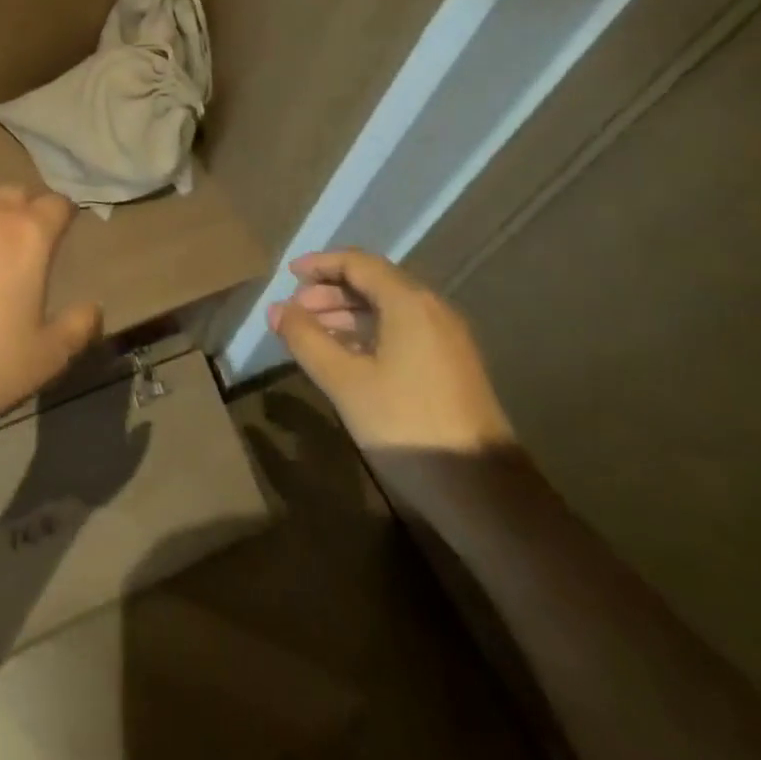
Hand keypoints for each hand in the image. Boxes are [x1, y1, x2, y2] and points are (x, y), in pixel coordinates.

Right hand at [268, 248, 513, 452]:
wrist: (484, 495)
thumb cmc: (406, 425)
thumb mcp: (345, 382)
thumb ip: (306, 339)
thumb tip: (276, 309)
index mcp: (409, 303)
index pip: (358, 263)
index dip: (320, 264)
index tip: (287, 275)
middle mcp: (432, 310)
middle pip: (374, 282)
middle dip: (329, 291)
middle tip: (294, 312)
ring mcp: (446, 339)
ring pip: (387, 309)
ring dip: (347, 313)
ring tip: (312, 335)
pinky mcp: (450, 366)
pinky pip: (402, 331)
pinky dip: (368, 333)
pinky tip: (345, 357)